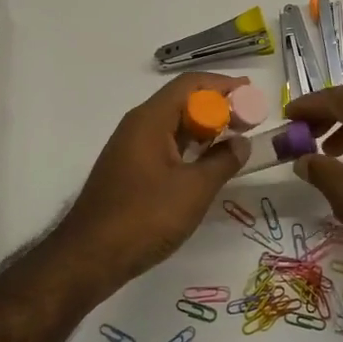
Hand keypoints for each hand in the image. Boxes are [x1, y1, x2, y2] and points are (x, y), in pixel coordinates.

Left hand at [55, 73, 252, 285]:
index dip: (223, 85)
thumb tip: (241, 143)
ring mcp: (131, 148)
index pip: (191, 84)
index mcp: (150, 120)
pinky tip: (207, 164)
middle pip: (182, 101)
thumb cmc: (145, 217)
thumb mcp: (194, 190)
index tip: (252, 94)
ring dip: (205, 128)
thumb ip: (223, 161)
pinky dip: (190, 147)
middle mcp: (138, 126)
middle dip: (218, 107)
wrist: (90, 256)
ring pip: (173, 125)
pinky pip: (165, 145)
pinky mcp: (129, 170)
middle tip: (249, 121)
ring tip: (236, 140)